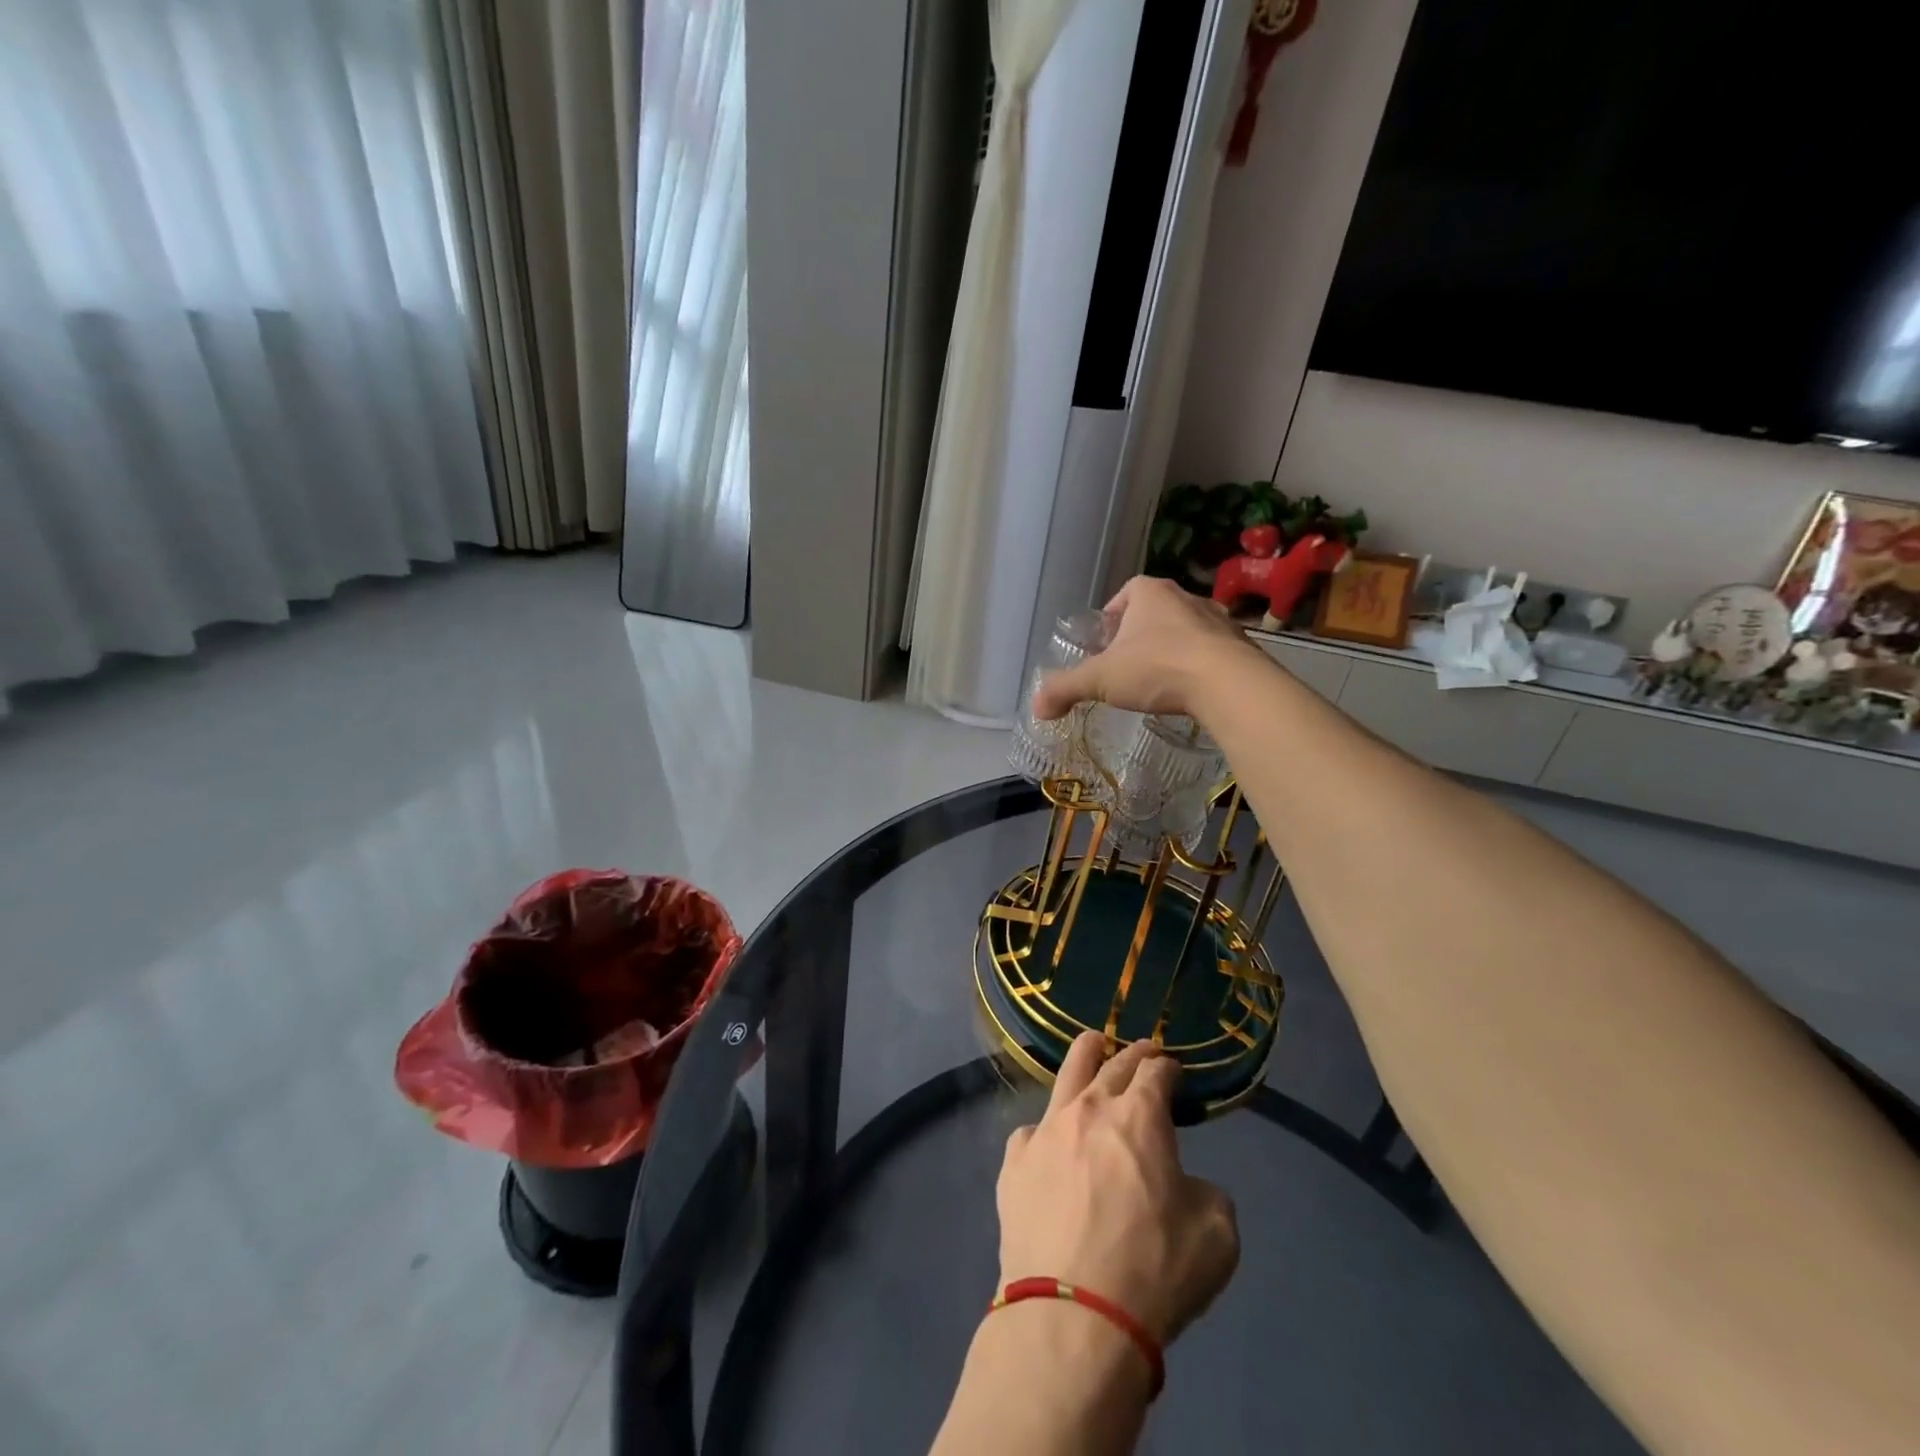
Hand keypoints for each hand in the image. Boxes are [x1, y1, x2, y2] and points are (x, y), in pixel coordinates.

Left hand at [997, 1034, 1240, 1345]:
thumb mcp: (1216, 1236)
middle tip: (1143, 1050)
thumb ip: (1207, 1194)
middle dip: (1133, 1053)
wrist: (1073, 1314)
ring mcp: (1046, 1130)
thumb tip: (1186, 1185)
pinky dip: (1049, 1131)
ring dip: (1086, 1056)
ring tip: (1092, 1044)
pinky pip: (1033, 1131)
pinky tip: (1051, 1142)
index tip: (1174, 1071)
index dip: (1168, 1067)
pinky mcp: (1015, 1161)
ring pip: (1067, 1076)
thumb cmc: (1153, 1271)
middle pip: (1112, 1064)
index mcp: (1140, 1116)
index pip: (1156, 1072)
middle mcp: (1090, 1108)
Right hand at [1032, 576, 1257, 722]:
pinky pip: (1213, 650)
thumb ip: (1066, 689)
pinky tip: (1192, 690)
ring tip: (1160, 679)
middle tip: (1128, 663)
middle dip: (1141, 633)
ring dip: (1173, 648)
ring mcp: (1218, 619)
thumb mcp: (1101, 680)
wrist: (1228, 684)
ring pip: (1187, 629)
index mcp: (1150, 593)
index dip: (1113, 614)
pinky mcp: (1241, 645)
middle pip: (1157, 610)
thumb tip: (1037, 707)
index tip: (1105, 641)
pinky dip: (1200, 665)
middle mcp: (1186, 597)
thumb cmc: (1157, 669)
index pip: (1126, 592)